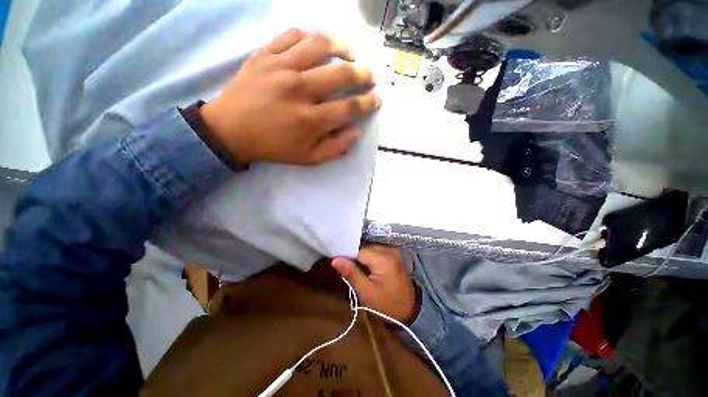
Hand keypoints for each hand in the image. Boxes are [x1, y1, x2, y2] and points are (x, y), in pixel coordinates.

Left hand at [201, 29, 380, 164]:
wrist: (231, 130)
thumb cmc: (273, 147)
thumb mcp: (308, 158)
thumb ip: (335, 149)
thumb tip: (355, 133)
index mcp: (310, 119)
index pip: (349, 107)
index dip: (368, 102)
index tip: (377, 99)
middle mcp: (299, 90)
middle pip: (341, 74)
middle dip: (363, 74)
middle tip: (370, 76)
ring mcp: (281, 67)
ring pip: (320, 45)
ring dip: (342, 46)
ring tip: (351, 53)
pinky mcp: (265, 55)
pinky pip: (293, 35)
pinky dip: (310, 36)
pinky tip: (318, 45)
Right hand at [332, 245, 418, 323]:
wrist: (410, 310)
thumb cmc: (387, 305)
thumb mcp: (366, 292)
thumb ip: (351, 273)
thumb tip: (335, 259)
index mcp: (383, 258)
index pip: (358, 250)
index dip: (346, 255)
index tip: (336, 261)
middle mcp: (389, 249)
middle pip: (364, 246)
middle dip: (353, 254)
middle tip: (343, 264)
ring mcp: (392, 250)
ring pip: (369, 247)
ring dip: (360, 255)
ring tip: (351, 265)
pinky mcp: (393, 254)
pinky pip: (376, 250)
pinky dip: (368, 255)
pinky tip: (362, 264)